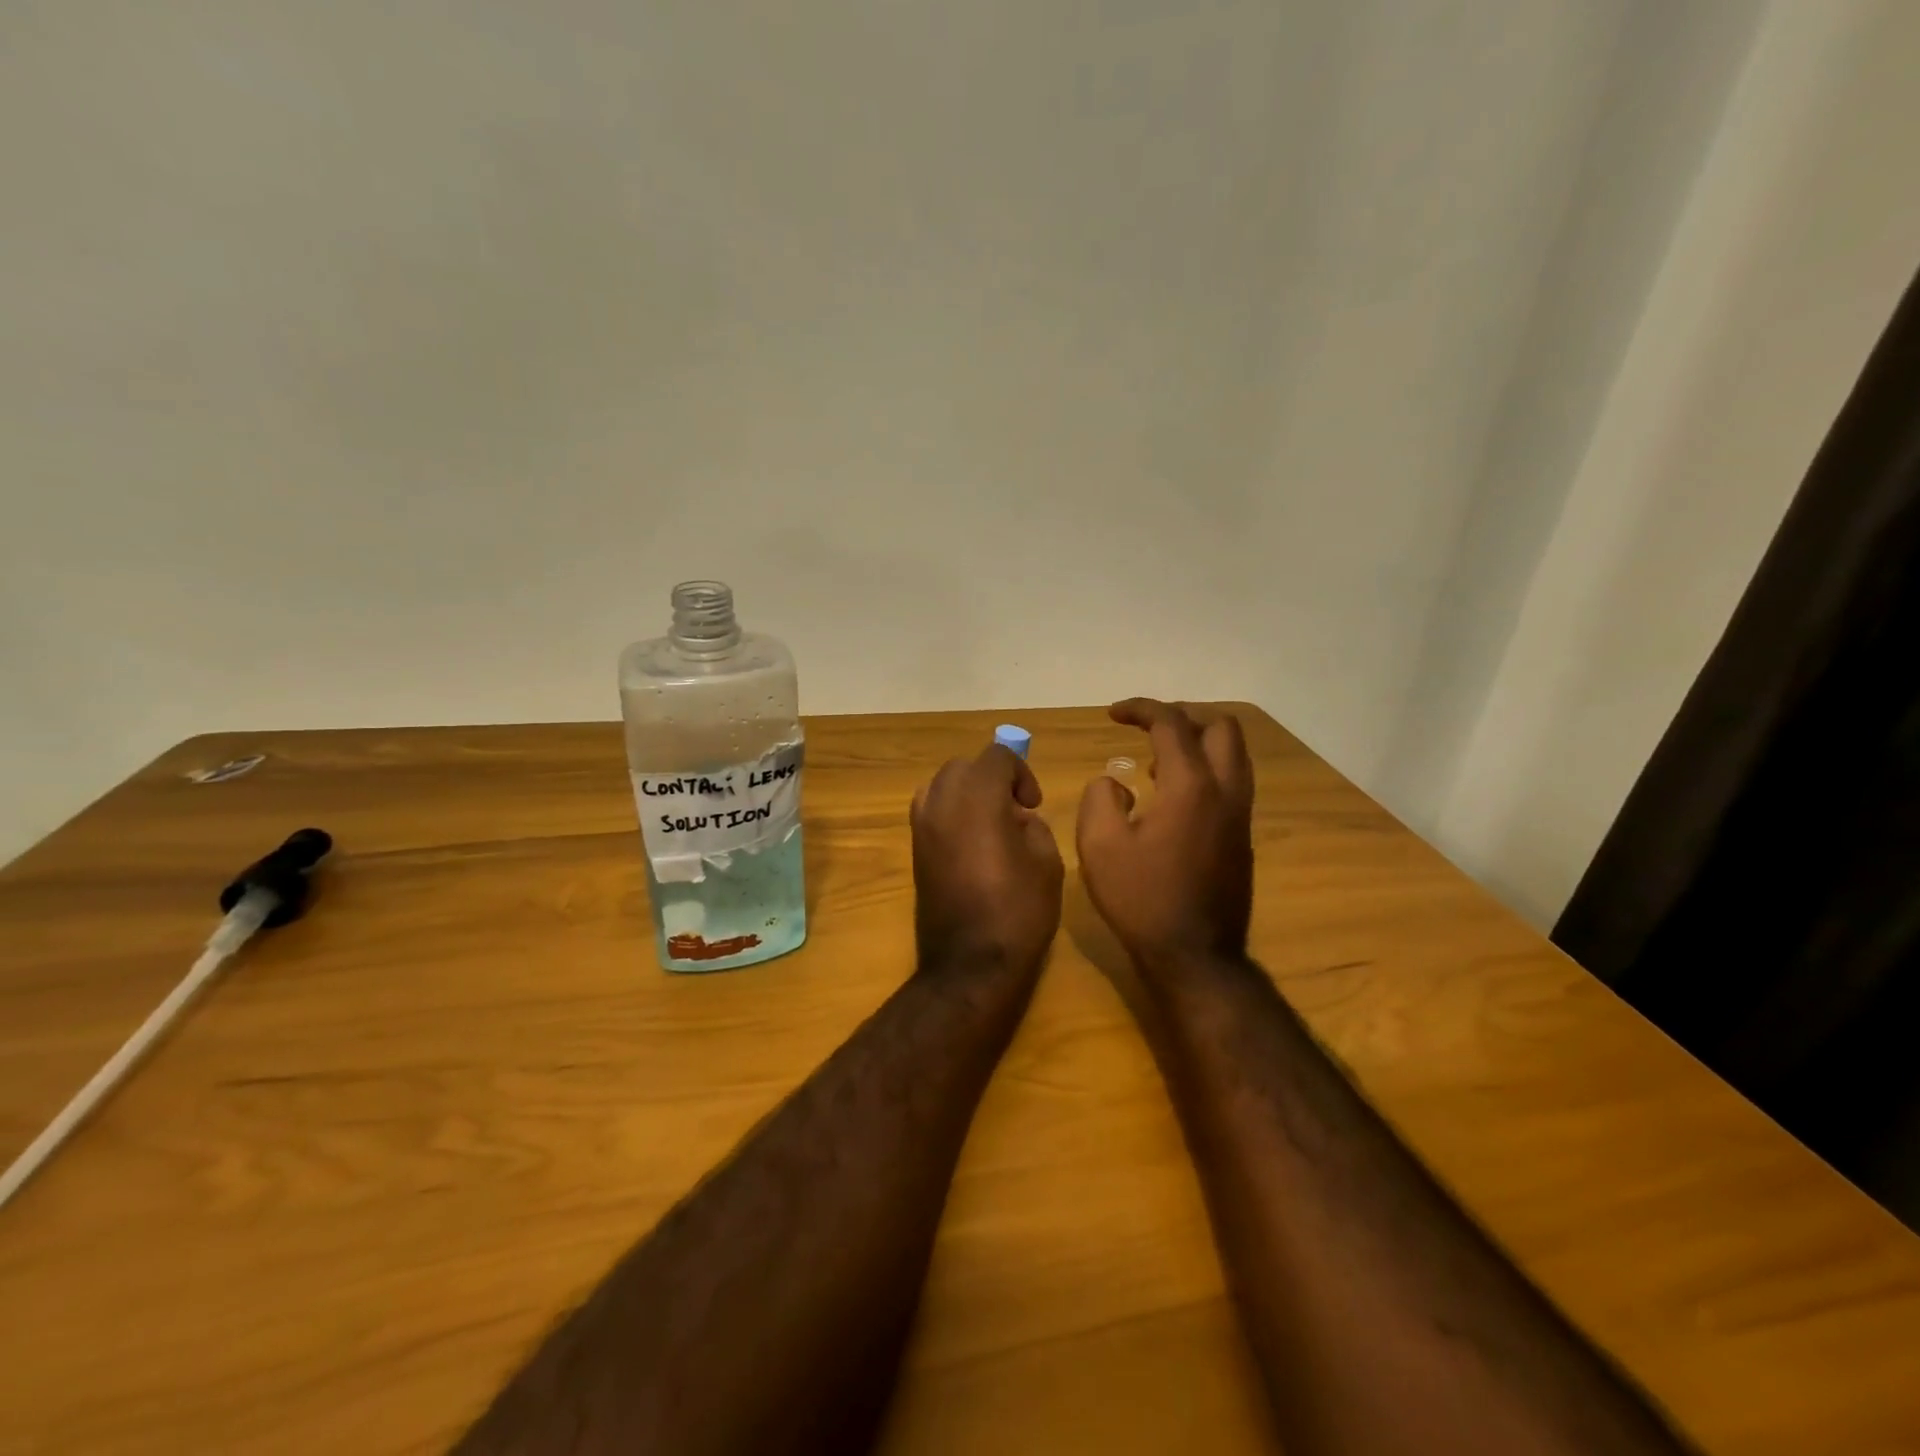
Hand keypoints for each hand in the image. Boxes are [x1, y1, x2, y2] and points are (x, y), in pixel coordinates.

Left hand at [911, 744, 1064, 974]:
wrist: (970, 964)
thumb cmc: (1018, 911)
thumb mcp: (1047, 862)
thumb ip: (1033, 826)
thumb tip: (1016, 818)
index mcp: (978, 797)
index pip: (996, 757)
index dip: (1021, 773)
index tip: (1034, 804)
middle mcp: (942, 802)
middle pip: (964, 766)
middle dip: (991, 778)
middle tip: (1014, 810)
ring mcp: (921, 826)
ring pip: (941, 785)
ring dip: (966, 792)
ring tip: (989, 823)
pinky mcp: (913, 850)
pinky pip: (929, 811)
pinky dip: (950, 812)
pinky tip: (971, 842)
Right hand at [1076, 699, 1253, 974]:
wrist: (1195, 956)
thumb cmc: (1142, 899)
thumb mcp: (1099, 846)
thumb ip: (1100, 798)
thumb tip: (1115, 782)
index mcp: (1191, 786)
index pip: (1172, 724)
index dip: (1141, 709)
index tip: (1113, 714)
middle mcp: (1225, 791)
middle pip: (1221, 727)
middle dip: (1183, 716)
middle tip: (1148, 728)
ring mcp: (1240, 816)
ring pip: (1234, 755)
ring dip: (1199, 743)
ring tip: (1158, 759)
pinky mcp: (1242, 838)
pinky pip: (1231, 783)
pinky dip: (1206, 770)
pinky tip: (1172, 796)